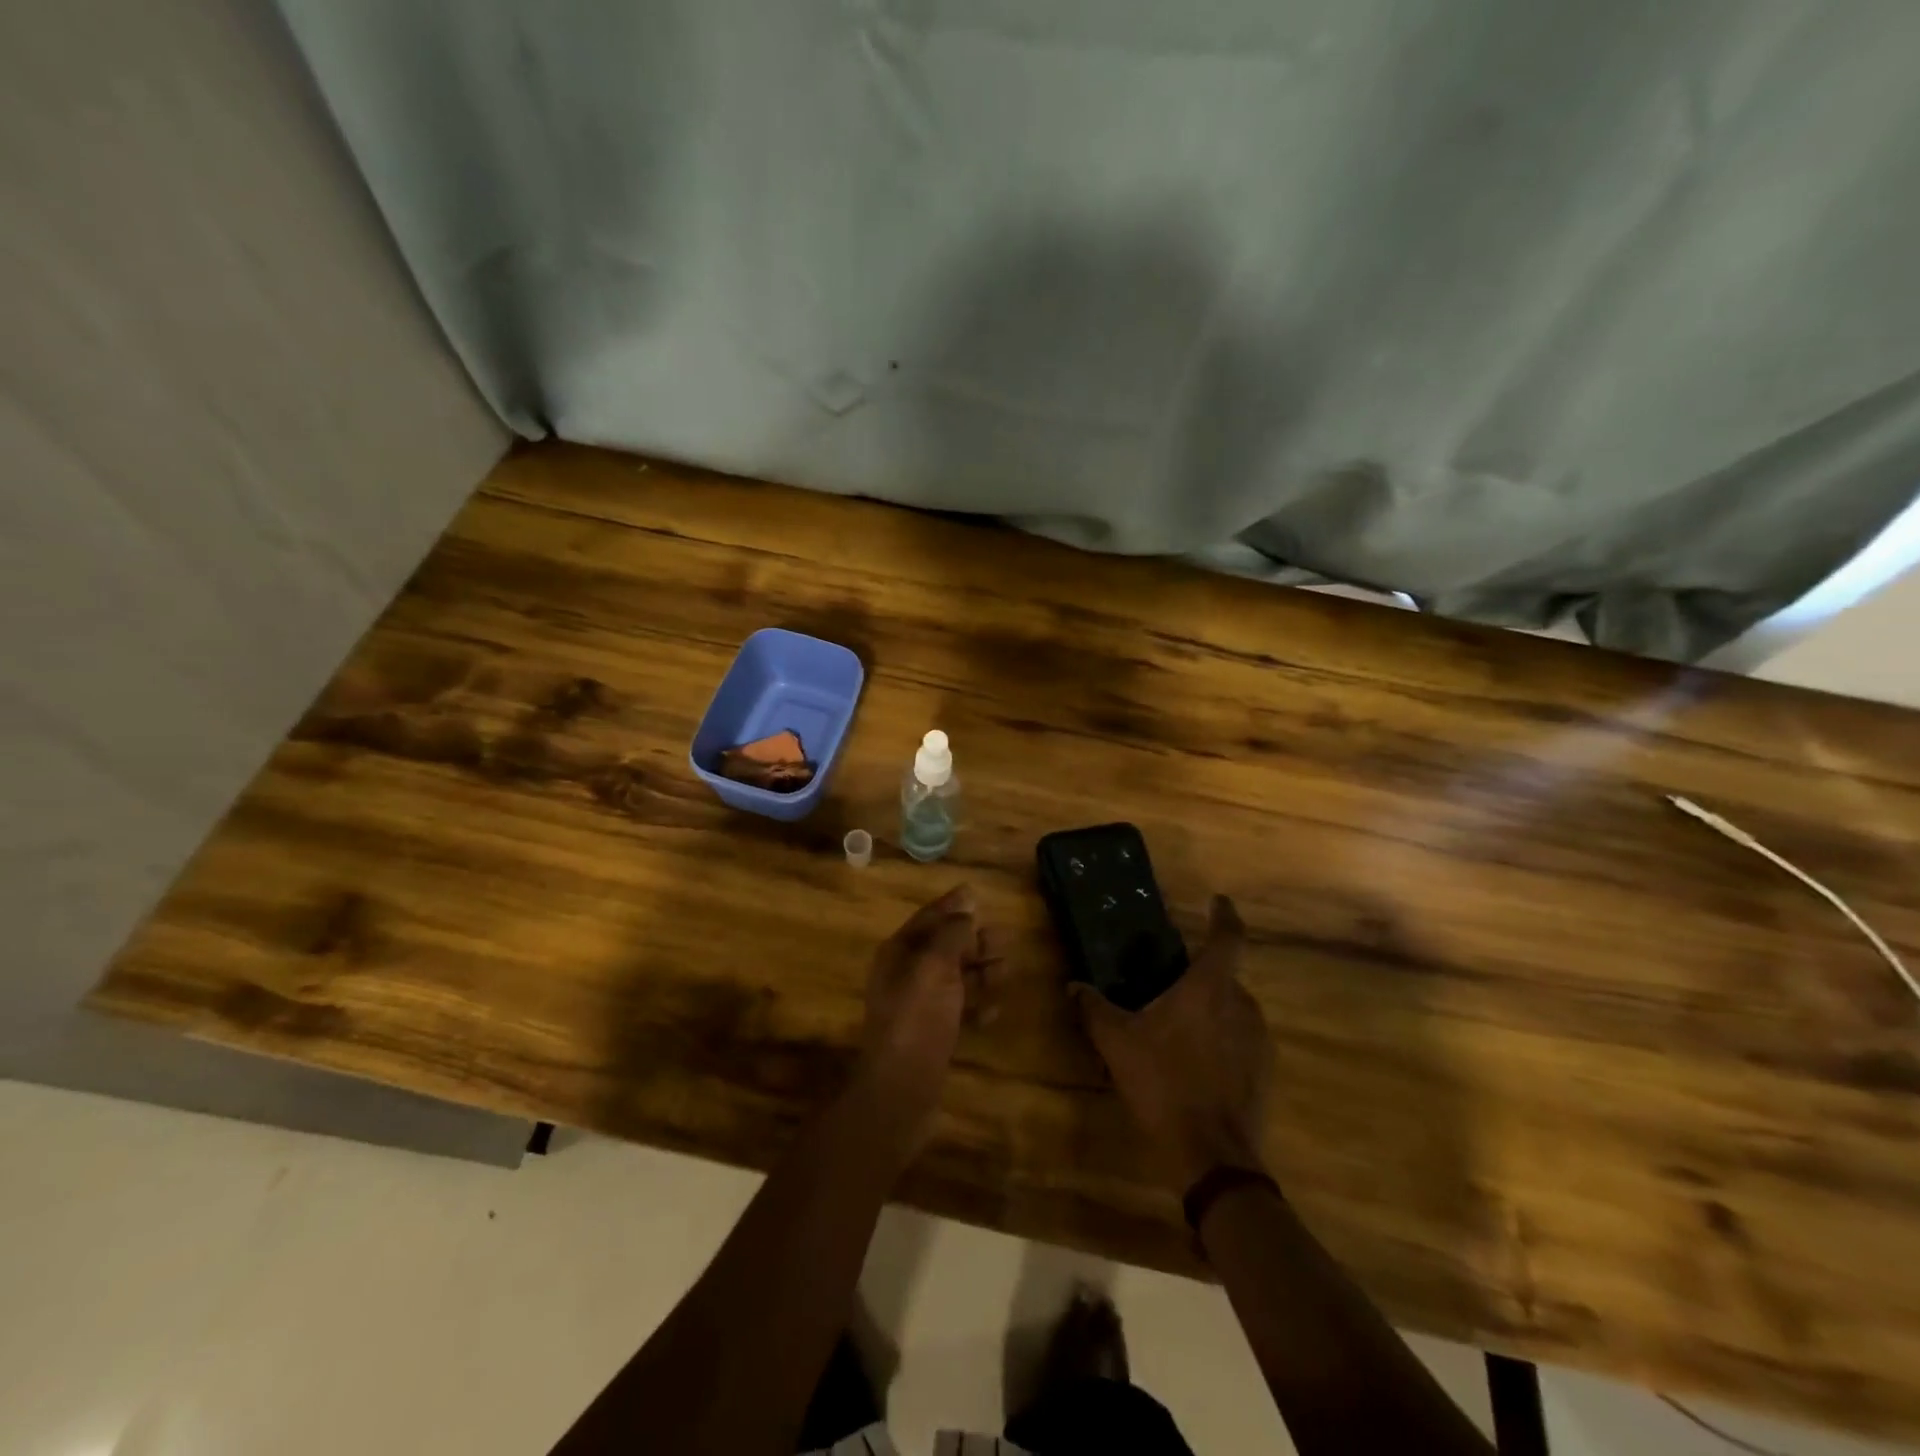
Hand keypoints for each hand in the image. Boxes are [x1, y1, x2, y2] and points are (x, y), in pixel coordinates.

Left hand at [857, 885, 1006, 1148]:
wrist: (901, 1089)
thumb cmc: (917, 1018)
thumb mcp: (935, 966)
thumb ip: (952, 933)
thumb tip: (967, 904)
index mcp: (899, 953)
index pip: (928, 919)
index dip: (952, 906)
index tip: (977, 893)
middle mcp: (906, 975)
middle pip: (944, 947)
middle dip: (974, 941)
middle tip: (1006, 938)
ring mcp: (919, 1006)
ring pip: (955, 978)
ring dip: (981, 972)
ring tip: (1008, 970)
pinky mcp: (932, 1034)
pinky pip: (958, 1010)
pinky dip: (977, 1005)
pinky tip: (994, 1010)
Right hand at [1074, 895, 1271, 1194]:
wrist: (1211, 1155)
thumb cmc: (1164, 1083)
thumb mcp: (1118, 1043)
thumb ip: (1095, 1009)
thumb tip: (1074, 986)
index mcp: (1210, 988)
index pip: (1227, 937)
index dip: (1224, 915)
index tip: (1219, 901)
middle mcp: (1242, 1005)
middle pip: (1226, 977)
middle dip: (1201, 977)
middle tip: (1171, 986)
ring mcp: (1259, 1040)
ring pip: (1234, 1010)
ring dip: (1211, 1011)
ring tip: (1179, 1028)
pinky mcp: (1264, 1071)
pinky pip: (1241, 1040)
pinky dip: (1222, 1040)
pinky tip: (1195, 1062)